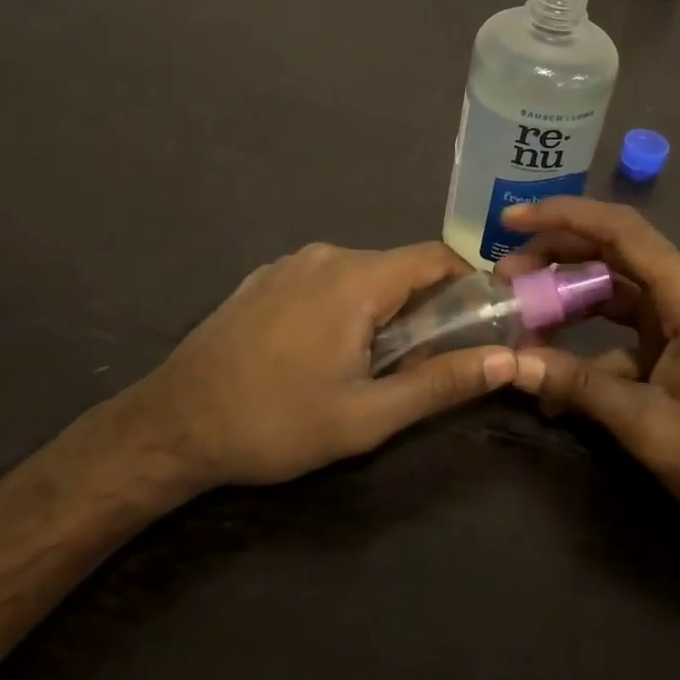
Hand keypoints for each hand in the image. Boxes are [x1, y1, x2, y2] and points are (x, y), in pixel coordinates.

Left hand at [120, 241, 516, 494]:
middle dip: (422, 308)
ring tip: (368, 365)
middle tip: (421, 362)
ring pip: (360, 275)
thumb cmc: (277, 423)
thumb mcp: (367, 416)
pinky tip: (318, 352)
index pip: (435, 257)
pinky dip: (341, 306)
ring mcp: (289, 263)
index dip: (466, 284)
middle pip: (398, 268)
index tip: (479, 323)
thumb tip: (505, 361)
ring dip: (380, 310)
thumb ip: (440, 382)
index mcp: (357, 278)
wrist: (173, 424)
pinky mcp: (264, 278)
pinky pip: (323, 280)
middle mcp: (326, 255)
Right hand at [498, 198, 679, 553]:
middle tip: (505, 274)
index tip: (514, 221)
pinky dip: (582, 347)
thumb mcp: (650, 426)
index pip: (623, 232)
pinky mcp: (670, 353)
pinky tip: (551, 381)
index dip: (566, 216)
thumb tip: (512, 364)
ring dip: (566, 299)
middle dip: (557, 255)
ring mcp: (677, 326)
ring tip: (519, 316)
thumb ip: (580, 388)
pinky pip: (616, 334)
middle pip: (613, 253)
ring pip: (611, 291)